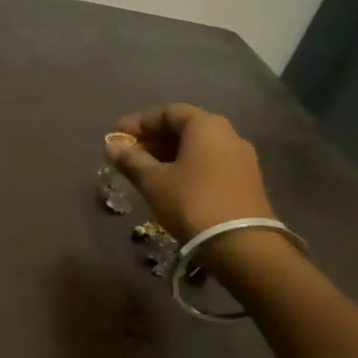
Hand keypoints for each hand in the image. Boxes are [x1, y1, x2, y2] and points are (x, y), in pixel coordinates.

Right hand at [104, 105, 274, 241]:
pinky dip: (186, 166)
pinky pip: (209, 163)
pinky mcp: (246, 181)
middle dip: (152, 139)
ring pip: (197, 147)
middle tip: (126, 154)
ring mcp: (241, 158)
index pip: (167, 112)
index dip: (138, 123)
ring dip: (167, 154)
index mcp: (206, 126)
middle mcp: (228, 134)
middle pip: (184, 128)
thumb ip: (130, 159)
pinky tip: (169, 183)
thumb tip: (111, 145)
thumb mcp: (153, 181)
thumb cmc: (191, 202)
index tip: (115, 137)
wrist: (242, 245)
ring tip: (143, 171)